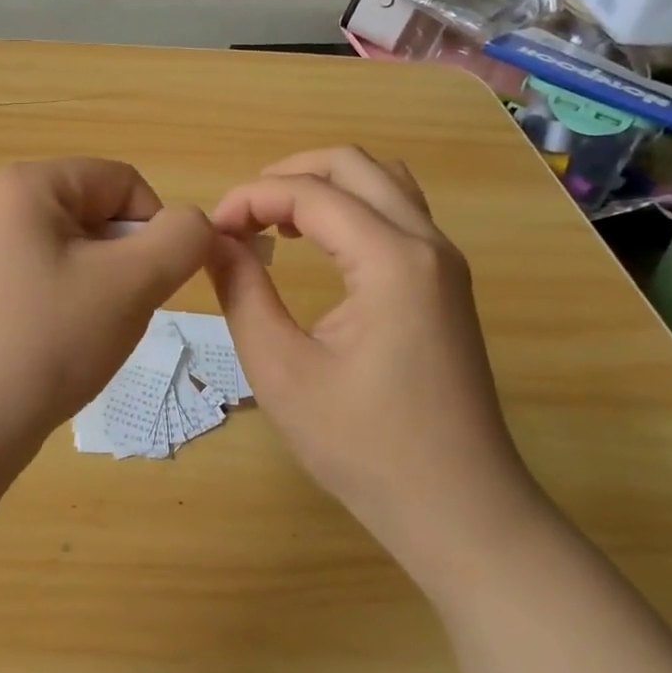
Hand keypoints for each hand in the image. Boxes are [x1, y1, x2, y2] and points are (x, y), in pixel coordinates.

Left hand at [0, 159, 213, 465]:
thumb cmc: (49, 340)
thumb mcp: (134, 282)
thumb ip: (182, 238)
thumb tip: (192, 225)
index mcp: (26, 185)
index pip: (123, 182)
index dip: (154, 228)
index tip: (150, 283)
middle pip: (95, 215)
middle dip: (125, 262)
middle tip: (119, 313)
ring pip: (71, 254)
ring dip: (100, 289)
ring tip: (86, 336)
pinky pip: (40, 283)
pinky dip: (65, 309)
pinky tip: (56, 351)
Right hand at [208, 147, 542, 555]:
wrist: (460, 509)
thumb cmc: (364, 447)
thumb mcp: (282, 370)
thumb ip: (242, 292)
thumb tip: (213, 240)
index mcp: (391, 260)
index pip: (310, 193)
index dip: (251, 198)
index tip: (211, 232)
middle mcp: (427, 243)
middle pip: (353, 164)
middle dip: (287, 175)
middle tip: (241, 216)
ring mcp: (445, 261)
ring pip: (382, 180)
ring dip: (323, 185)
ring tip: (275, 221)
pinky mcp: (446, 282)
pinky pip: (398, 212)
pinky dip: (351, 207)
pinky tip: (318, 244)